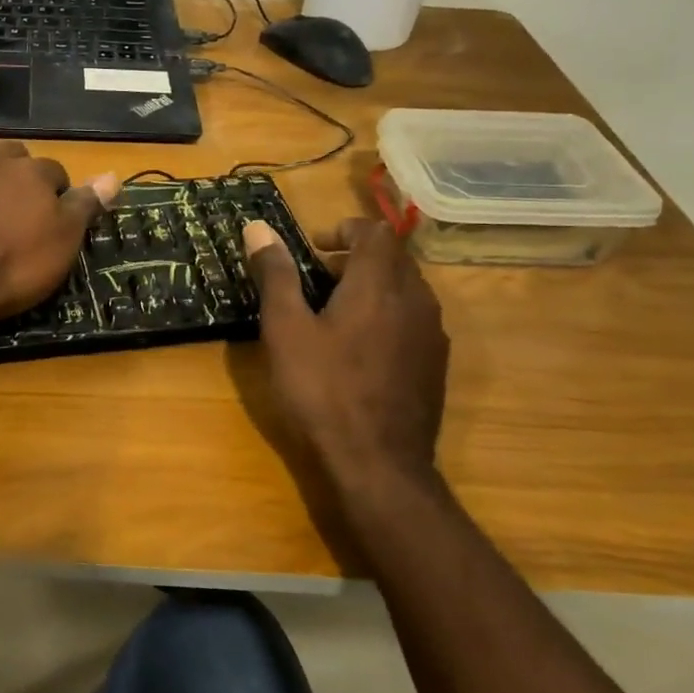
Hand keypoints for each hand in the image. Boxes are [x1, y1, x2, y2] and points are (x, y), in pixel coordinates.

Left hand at [0, 140, 118, 327]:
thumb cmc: (12, 267)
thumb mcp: (62, 243)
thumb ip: (85, 206)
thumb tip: (114, 174)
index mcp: (36, 175)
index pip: (56, 174)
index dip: (57, 194)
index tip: (53, 218)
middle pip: (18, 159)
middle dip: (22, 176)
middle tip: (19, 208)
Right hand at [243, 216, 449, 496]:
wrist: (378, 465)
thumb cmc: (323, 390)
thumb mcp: (286, 330)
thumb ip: (276, 274)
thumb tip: (258, 227)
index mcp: (380, 284)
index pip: (374, 231)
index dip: (344, 228)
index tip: (314, 246)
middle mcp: (416, 300)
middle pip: (392, 258)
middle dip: (354, 257)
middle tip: (314, 279)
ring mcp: (432, 334)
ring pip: (405, 289)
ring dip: (371, 286)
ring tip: (333, 312)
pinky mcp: (435, 365)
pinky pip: (412, 319)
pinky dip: (386, 314)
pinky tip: (358, 349)